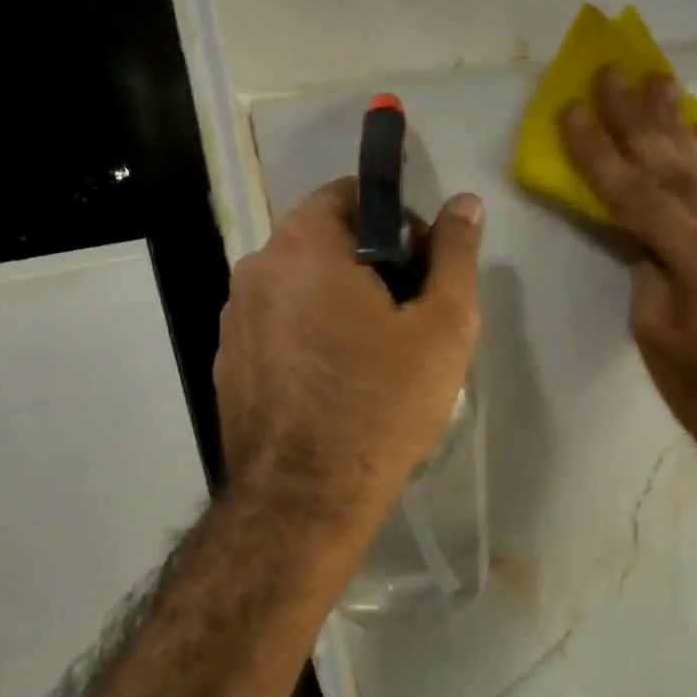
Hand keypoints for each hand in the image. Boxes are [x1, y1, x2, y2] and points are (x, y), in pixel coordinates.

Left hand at [215, 178, 483, 529]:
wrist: (305, 499)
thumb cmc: (382, 403)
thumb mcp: (443, 326)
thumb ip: (456, 255)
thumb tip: (466, 203)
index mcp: (302, 246)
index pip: (351, 196)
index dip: (398, 224)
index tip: (423, 271)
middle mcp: (255, 269)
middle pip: (324, 242)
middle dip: (371, 266)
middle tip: (409, 320)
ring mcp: (234, 319)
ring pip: (301, 288)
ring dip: (340, 303)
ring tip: (376, 358)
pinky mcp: (230, 363)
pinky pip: (279, 328)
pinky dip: (310, 337)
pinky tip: (337, 385)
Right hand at [559, 66, 696, 469]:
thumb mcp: (653, 331)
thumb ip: (647, 270)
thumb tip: (643, 238)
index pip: (634, 193)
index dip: (599, 151)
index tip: (572, 109)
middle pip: (671, 166)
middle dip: (636, 118)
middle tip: (611, 70)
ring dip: (675, 122)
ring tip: (656, 77)